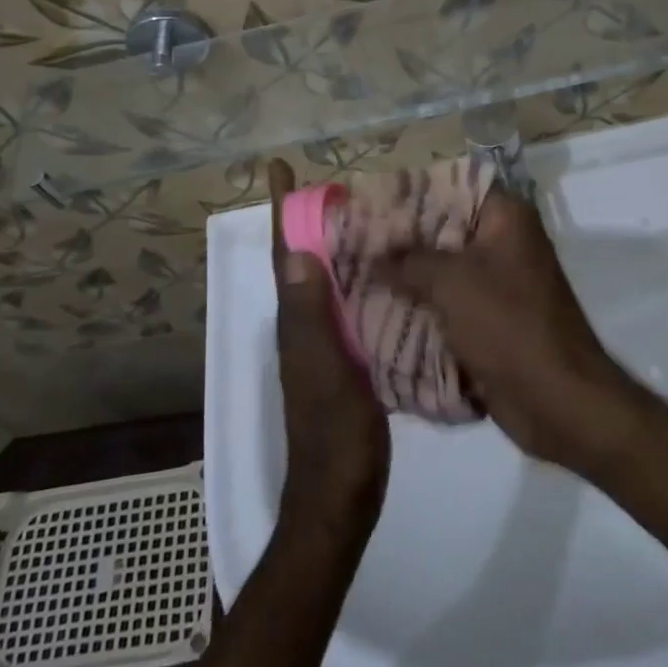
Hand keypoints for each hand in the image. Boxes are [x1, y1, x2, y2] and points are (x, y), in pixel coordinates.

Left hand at [268, 159, 388, 535]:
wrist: (340, 499)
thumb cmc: (335, 435)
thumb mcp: (325, 372)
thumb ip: (310, 318)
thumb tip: (296, 252)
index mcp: (297, 321)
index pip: (286, 253)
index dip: (282, 210)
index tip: (280, 167)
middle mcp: (305, 324)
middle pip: (304, 259)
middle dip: (311, 217)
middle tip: (340, 181)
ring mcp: (324, 342)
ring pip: (326, 279)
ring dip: (336, 244)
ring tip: (366, 213)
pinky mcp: (346, 358)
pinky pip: (348, 304)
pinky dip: (358, 278)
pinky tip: (387, 271)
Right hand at [382, 193, 639, 473]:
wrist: (557, 401)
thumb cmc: (508, 325)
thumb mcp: (452, 282)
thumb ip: (408, 261)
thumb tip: (371, 254)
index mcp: (506, 217)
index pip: (452, 185)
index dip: (411, 191)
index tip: (370, 200)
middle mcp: (503, 241)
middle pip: (443, 228)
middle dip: (400, 238)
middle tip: (352, 239)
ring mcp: (497, 282)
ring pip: (442, 268)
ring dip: (406, 274)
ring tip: (354, 271)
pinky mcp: (489, 319)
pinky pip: (447, 302)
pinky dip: (419, 305)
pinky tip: (377, 305)